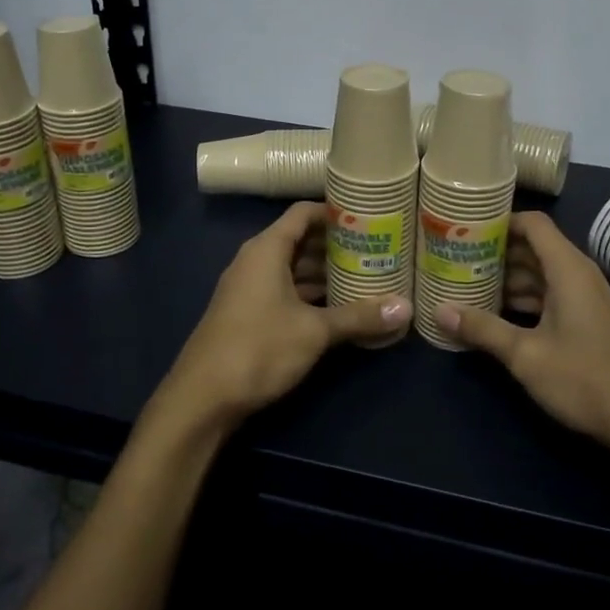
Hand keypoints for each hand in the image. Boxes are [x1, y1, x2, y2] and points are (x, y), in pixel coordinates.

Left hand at [160, 201, 410, 427]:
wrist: (202, 397)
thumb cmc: (258, 348)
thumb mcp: (314, 331)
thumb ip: (358, 316)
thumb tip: (406, 308)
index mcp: (267, 250)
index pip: (303, 214)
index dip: (334, 212)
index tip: (368, 217)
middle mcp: (256, 261)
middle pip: (300, 241)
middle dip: (336, 246)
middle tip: (377, 249)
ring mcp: (249, 289)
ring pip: (293, 269)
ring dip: (324, 273)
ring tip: (366, 277)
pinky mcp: (249, 314)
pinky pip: (285, 292)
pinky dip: (310, 295)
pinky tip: (338, 308)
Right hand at [436, 212, 609, 468]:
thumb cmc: (588, 380)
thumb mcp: (527, 356)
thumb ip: (483, 329)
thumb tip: (439, 310)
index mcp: (567, 269)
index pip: (532, 223)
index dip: (499, 221)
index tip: (463, 228)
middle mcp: (577, 275)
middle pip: (532, 248)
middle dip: (494, 252)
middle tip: (454, 258)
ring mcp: (585, 299)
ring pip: (539, 275)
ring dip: (506, 279)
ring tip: (465, 286)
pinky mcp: (588, 321)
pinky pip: (549, 296)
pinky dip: (523, 300)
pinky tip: (495, 316)